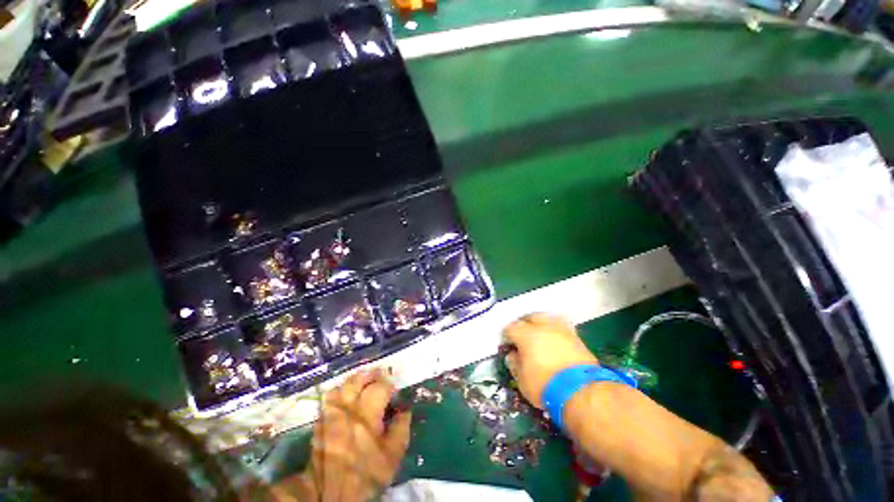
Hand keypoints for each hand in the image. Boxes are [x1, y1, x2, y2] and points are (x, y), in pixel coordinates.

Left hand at [272, 369, 411, 501]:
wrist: (330, 494)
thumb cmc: (366, 474)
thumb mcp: (392, 456)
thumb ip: (401, 428)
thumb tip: (405, 409)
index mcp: (367, 415)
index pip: (380, 387)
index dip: (390, 385)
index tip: (395, 392)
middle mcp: (348, 408)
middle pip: (359, 379)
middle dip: (373, 375)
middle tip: (381, 376)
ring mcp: (331, 413)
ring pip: (343, 385)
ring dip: (356, 379)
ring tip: (365, 381)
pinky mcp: (320, 421)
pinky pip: (330, 397)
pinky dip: (341, 390)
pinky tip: (347, 395)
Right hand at [502, 313, 597, 407]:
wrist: (582, 392)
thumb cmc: (545, 386)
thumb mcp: (522, 380)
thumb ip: (514, 364)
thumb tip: (513, 355)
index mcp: (525, 334)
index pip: (510, 328)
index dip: (507, 336)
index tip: (508, 345)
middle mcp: (542, 326)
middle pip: (529, 317)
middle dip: (524, 325)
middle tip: (523, 338)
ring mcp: (560, 329)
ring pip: (546, 318)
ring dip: (541, 324)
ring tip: (540, 336)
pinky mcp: (576, 336)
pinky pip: (561, 327)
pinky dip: (555, 331)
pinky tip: (555, 340)